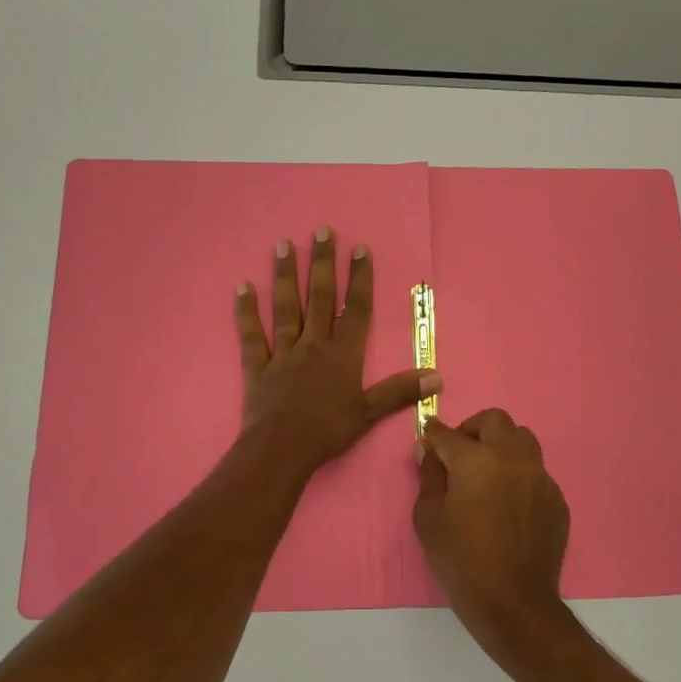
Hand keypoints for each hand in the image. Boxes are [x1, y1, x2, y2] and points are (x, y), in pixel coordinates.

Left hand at [236, 226, 437, 481]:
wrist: (281, 451)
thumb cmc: (328, 432)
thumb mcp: (369, 413)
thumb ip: (401, 391)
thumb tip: (438, 377)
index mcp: (343, 354)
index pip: (356, 309)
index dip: (360, 278)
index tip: (360, 248)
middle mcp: (314, 345)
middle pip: (320, 298)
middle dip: (323, 263)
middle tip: (321, 230)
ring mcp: (283, 353)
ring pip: (286, 307)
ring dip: (285, 275)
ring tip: (283, 244)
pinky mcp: (258, 366)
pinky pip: (251, 335)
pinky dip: (246, 311)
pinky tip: (242, 286)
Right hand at [414, 409, 570, 647]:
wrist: (514, 603)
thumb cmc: (461, 561)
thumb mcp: (428, 518)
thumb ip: (429, 476)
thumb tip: (429, 451)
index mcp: (476, 460)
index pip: (448, 433)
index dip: (433, 434)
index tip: (427, 440)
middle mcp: (512, 458)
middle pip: (494, 420)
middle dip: (472, 429)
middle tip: (459, 453)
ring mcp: (540, 476)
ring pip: (522, 439)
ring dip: (501, 445)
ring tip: (487, 473)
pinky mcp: (556, 498)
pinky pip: (536, 472)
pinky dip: (519, 475)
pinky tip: (508, 504)